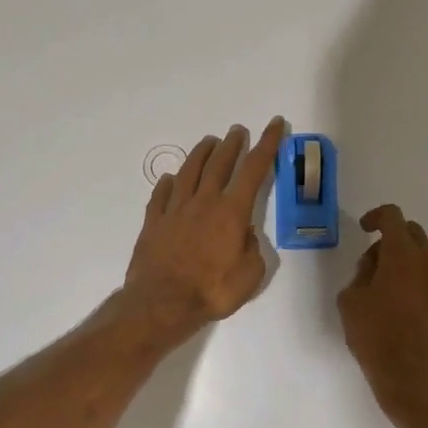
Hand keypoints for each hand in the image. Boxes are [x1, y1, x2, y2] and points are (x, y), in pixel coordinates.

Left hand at [123, 117, 285, 342]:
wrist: (162, 303)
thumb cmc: (212, 291)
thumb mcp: (249, 276)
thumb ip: (252, 250)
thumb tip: (245, 234)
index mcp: (232, 212)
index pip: (254, 169)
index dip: (267, 144)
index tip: (274, 124)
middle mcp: (204, 202)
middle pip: (220, 164)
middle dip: (232, 144)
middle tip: (238, 130)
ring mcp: (175, 210)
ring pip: (189, 172)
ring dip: (201, 154)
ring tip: (209, 142)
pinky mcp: (154, 222)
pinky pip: (161, 195)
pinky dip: (167, 183)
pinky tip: (170, 178)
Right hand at [338, 204, 427, 426]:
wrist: (413, 382)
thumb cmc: (375, 338)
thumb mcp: (350, 301)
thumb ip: (362, 274)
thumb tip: (375, 268)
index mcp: (402, 256)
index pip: (393, 217)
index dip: (377, 217)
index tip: (366, 229)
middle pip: (415, 235)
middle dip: (395, 241)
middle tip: (377, 265)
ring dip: (411, 269)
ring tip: (394, 298)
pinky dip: (426, 294)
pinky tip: (414, 320)